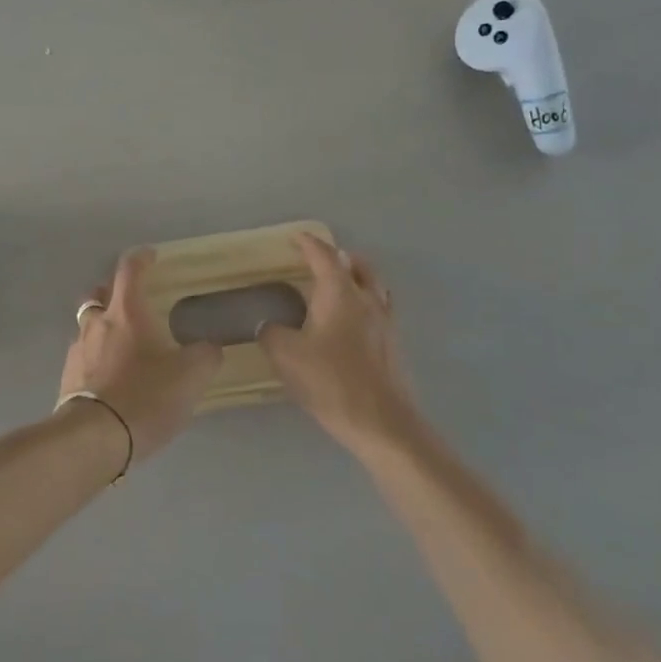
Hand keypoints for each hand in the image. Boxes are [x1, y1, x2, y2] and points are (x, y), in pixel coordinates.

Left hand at [61, 248, 222, 463]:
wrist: (94, 439)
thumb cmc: (145, 396)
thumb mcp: (191, 376)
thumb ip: (205, 356)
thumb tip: (209, 347)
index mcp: (126, 312)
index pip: (129, 270)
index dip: (140, 258)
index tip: (150, 255)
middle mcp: (96, 323)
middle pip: (99, 293)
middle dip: (113, 291)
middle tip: (132, 300)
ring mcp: (77, 350)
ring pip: (87, 325)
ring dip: (102, 325)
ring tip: (122, 342)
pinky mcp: (67, 379)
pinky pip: (82, 355)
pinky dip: (95, 355)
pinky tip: (109, 374)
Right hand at [258, 233, 420, 454]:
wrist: (383, 424)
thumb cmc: (331, 382)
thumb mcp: (286, 356)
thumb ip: (270, 334)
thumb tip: (267, 325)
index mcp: (339, 293)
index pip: (324, 256)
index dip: (309, 244)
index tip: (296, 237)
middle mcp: (367, 299)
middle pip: (358, 265)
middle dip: (339, 256)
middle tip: (319, 260)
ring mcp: (386, 322)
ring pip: (374, 285)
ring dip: (357, 277)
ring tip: (339, 285)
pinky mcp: (394, 345)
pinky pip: (381, 308)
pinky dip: (366, 301)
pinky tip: (352, 321)